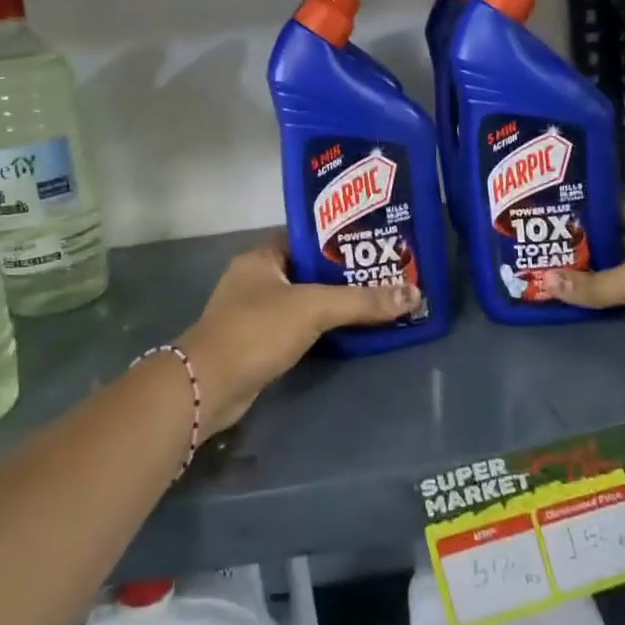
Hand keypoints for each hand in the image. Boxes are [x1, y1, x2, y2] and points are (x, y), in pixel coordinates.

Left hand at [176, 237, 419, 435]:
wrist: (209, 386)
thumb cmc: (257, 330)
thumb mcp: (313, 308)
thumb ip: (361, 301)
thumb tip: (414, 293)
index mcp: (262, 257)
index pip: (307, 238)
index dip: (340, 240)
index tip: (375, 243)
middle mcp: (255, 279)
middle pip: (308, 270)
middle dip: (343, 275)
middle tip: (385, 274)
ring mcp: (254, 312)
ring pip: (303, 301)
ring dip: (333, 304)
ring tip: (376, 301)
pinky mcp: (257, 342)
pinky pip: (297, 327)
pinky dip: (320, 328)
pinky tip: (349, 332)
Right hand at [541, 199, 624, 378]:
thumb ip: (592, 284)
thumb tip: (544, 282)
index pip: (611, 207)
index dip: (580, 213)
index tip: (544, 220)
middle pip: (615, 239)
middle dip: (581, 248)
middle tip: (537, 252)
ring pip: (623, 269)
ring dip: (594, 276)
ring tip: (547, 275)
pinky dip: (611, 298)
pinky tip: (579, 300)